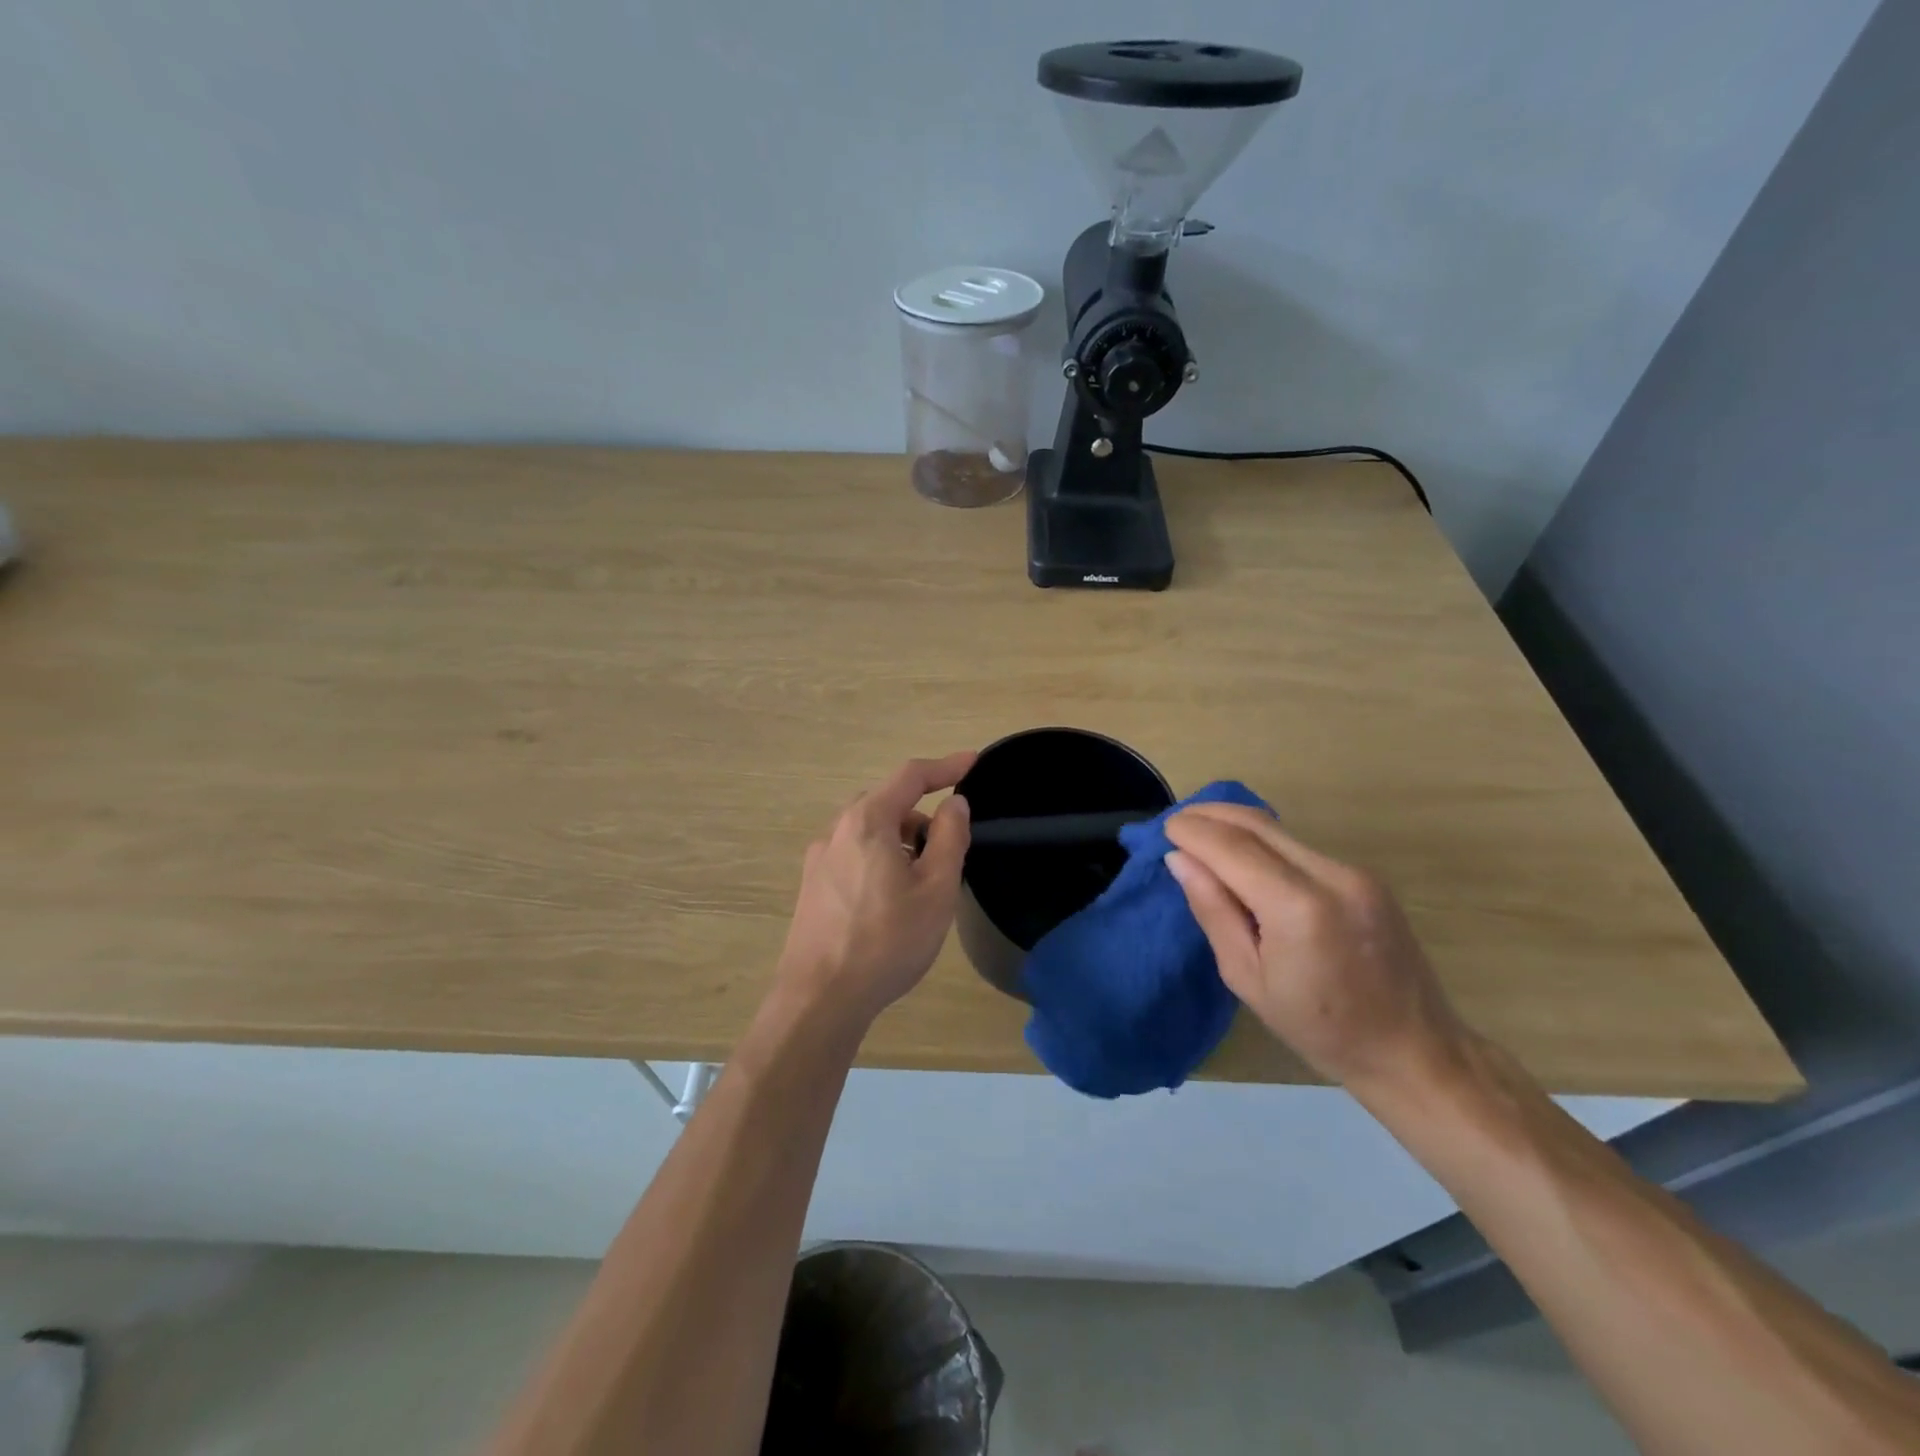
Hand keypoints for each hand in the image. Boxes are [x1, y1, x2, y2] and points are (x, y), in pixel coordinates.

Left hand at [775, 751, 974, 1032]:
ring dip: (900, 838)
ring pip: (868, 830)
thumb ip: (950, 838)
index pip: (910, 776)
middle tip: (950, 844)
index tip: (974, 762)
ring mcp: (819, 859)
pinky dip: (880, 857)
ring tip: (924, 878)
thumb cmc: (886, 941)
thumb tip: (954, 803)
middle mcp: (836, 831)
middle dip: (921, 813)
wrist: (819, 999)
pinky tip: (891, 898)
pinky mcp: (812, 887)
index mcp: (867, 822)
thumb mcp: (935, 889)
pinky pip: (853, 854)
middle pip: (886, 802)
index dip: (945, 766)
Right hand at [1164, 803, 1466, 1093]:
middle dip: (1211, 815)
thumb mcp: (1247, 978)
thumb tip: (1180, 859)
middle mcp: (1331, 875)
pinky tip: (1243, 858)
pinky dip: (1263, 842)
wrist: (1412, 1049)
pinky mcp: (1365, 877)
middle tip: (1177, 823)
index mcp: (1298, 908)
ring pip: (1279, 830)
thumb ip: (1213, 910)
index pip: (1231, 846)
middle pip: (1257, 823)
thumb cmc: (1318, 1028)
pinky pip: (1300, 847)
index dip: (1193, 831)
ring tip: (1202, 837)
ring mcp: (1354, 872)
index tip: (1164, 828)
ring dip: (1235, 825)